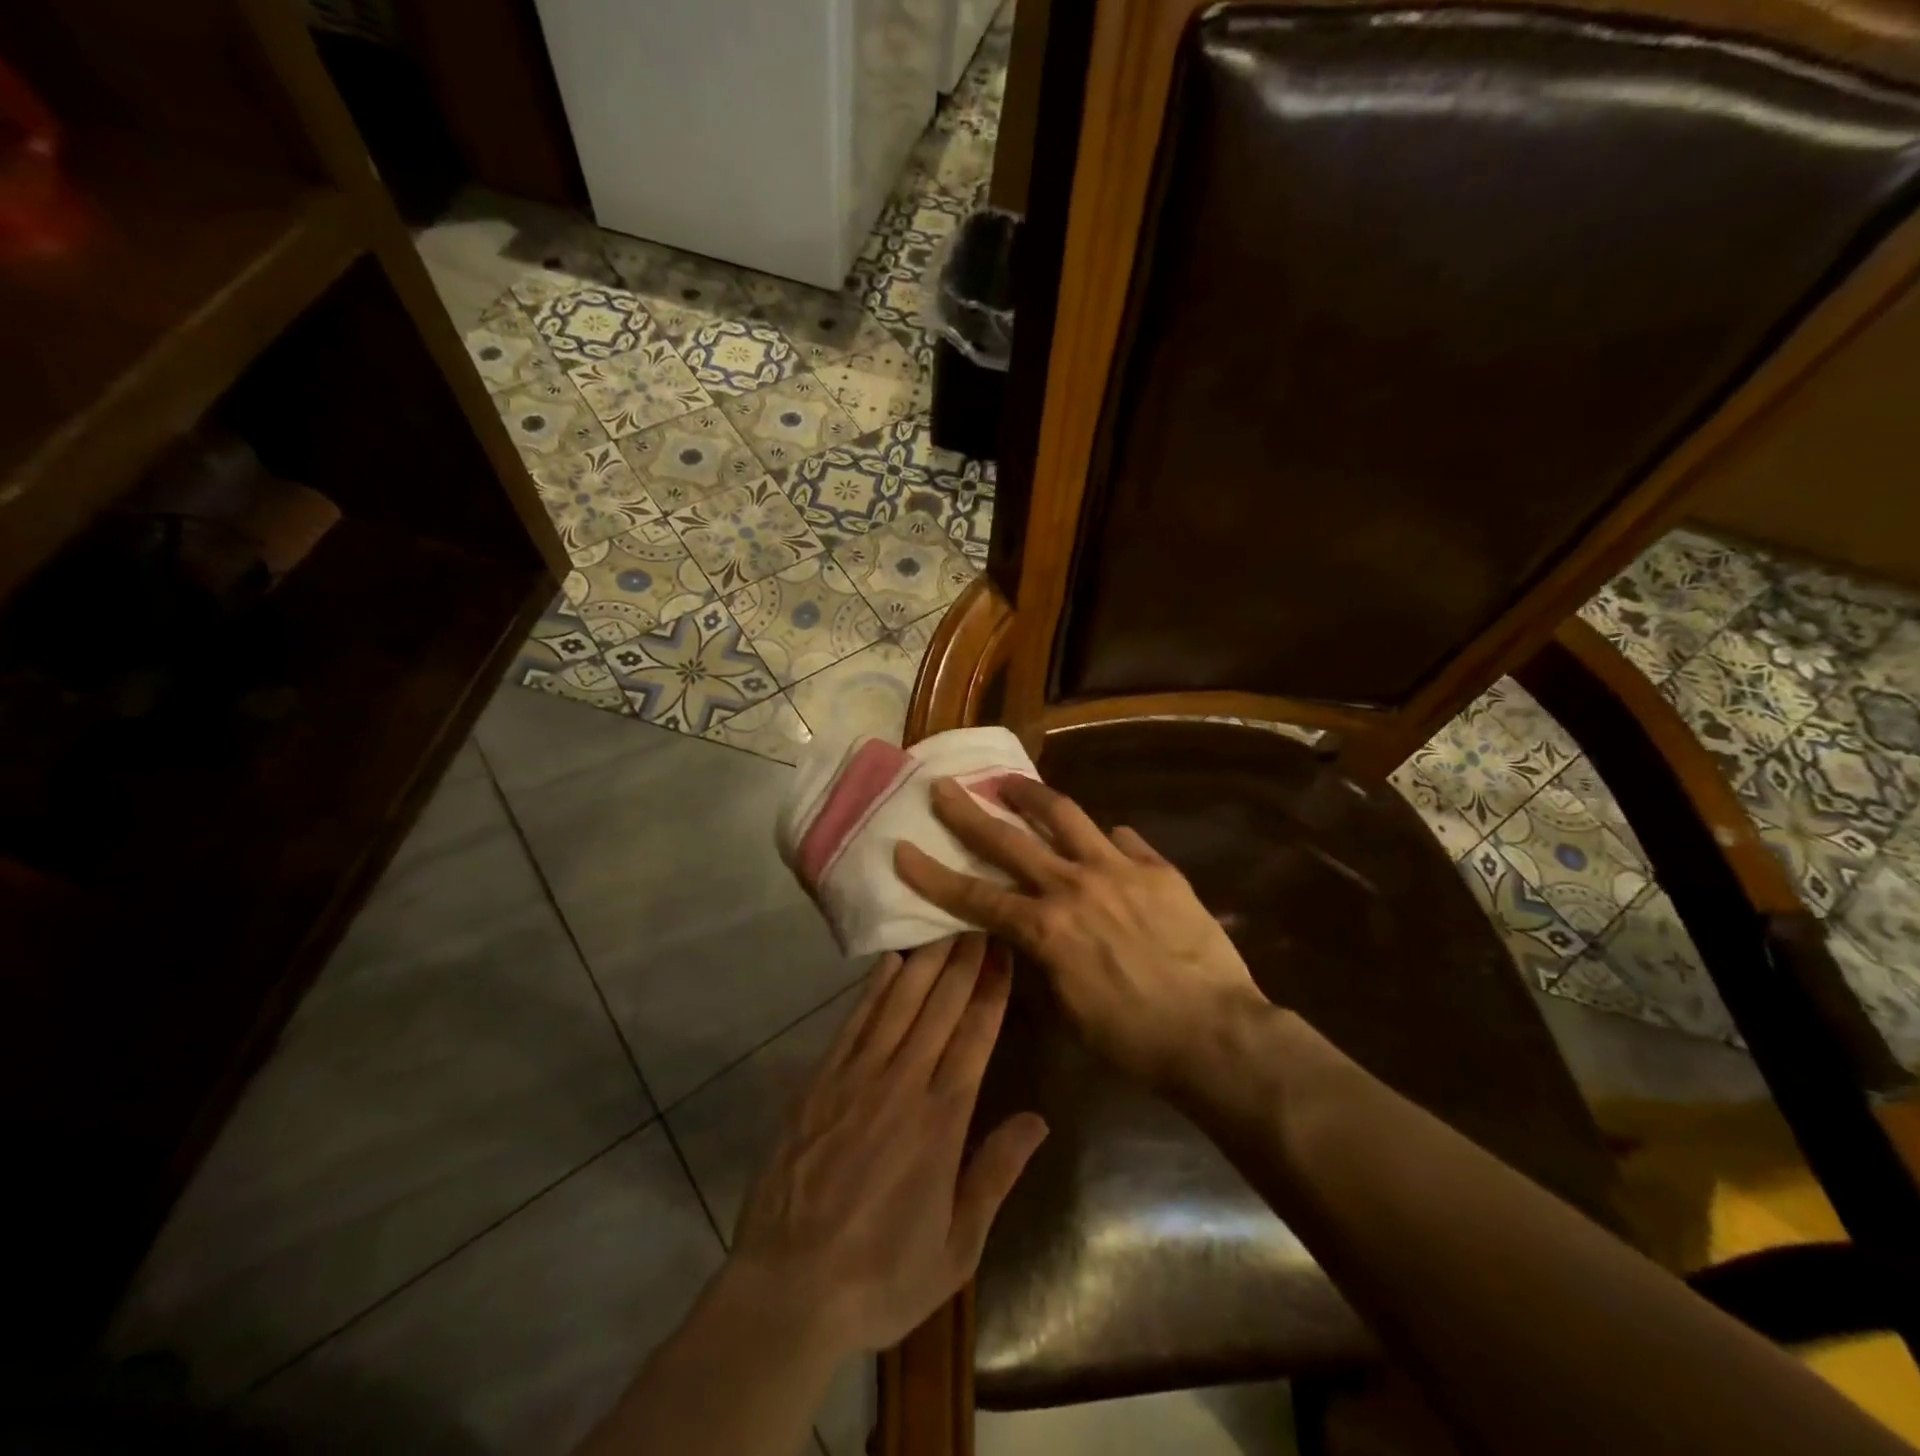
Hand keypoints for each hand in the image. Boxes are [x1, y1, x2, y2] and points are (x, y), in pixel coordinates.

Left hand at [728, 934, 1047, 1356]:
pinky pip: (853, 1022)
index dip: (991, 990)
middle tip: (977, 921)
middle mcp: (902, 1085)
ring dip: (924, 962)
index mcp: (941, 1122)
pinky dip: (874, 989)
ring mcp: (856, 1078)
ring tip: (943, 928)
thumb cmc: (881, 1276)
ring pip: (898, 1004)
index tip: (1003, 951)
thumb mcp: (956, 1248)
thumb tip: (1037, 1120)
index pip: (975, 1037)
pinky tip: (889, 963)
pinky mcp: (820, 1081)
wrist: (787, 1290)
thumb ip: (995, 1175)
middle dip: (963, 961)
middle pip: (939, 1008)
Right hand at [893, 777, 1267, 1090]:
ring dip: (1030, 795)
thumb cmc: (1132, 1038)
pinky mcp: (1157, 868)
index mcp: (1045, 928)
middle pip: (1008, 840)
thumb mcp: (1067, 1010)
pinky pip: (1123, 840)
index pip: (974, 895)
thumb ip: (1040, 960)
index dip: (932, 874)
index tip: (902, 849)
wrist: (1214, 1034)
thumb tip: (1029, 931)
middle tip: (944, 787)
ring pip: (1065, 816)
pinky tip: (1103, 837)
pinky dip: (1104, 837)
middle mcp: (1073, 886)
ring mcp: (1118, 869)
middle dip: (968, 812)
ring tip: (1010, 781)